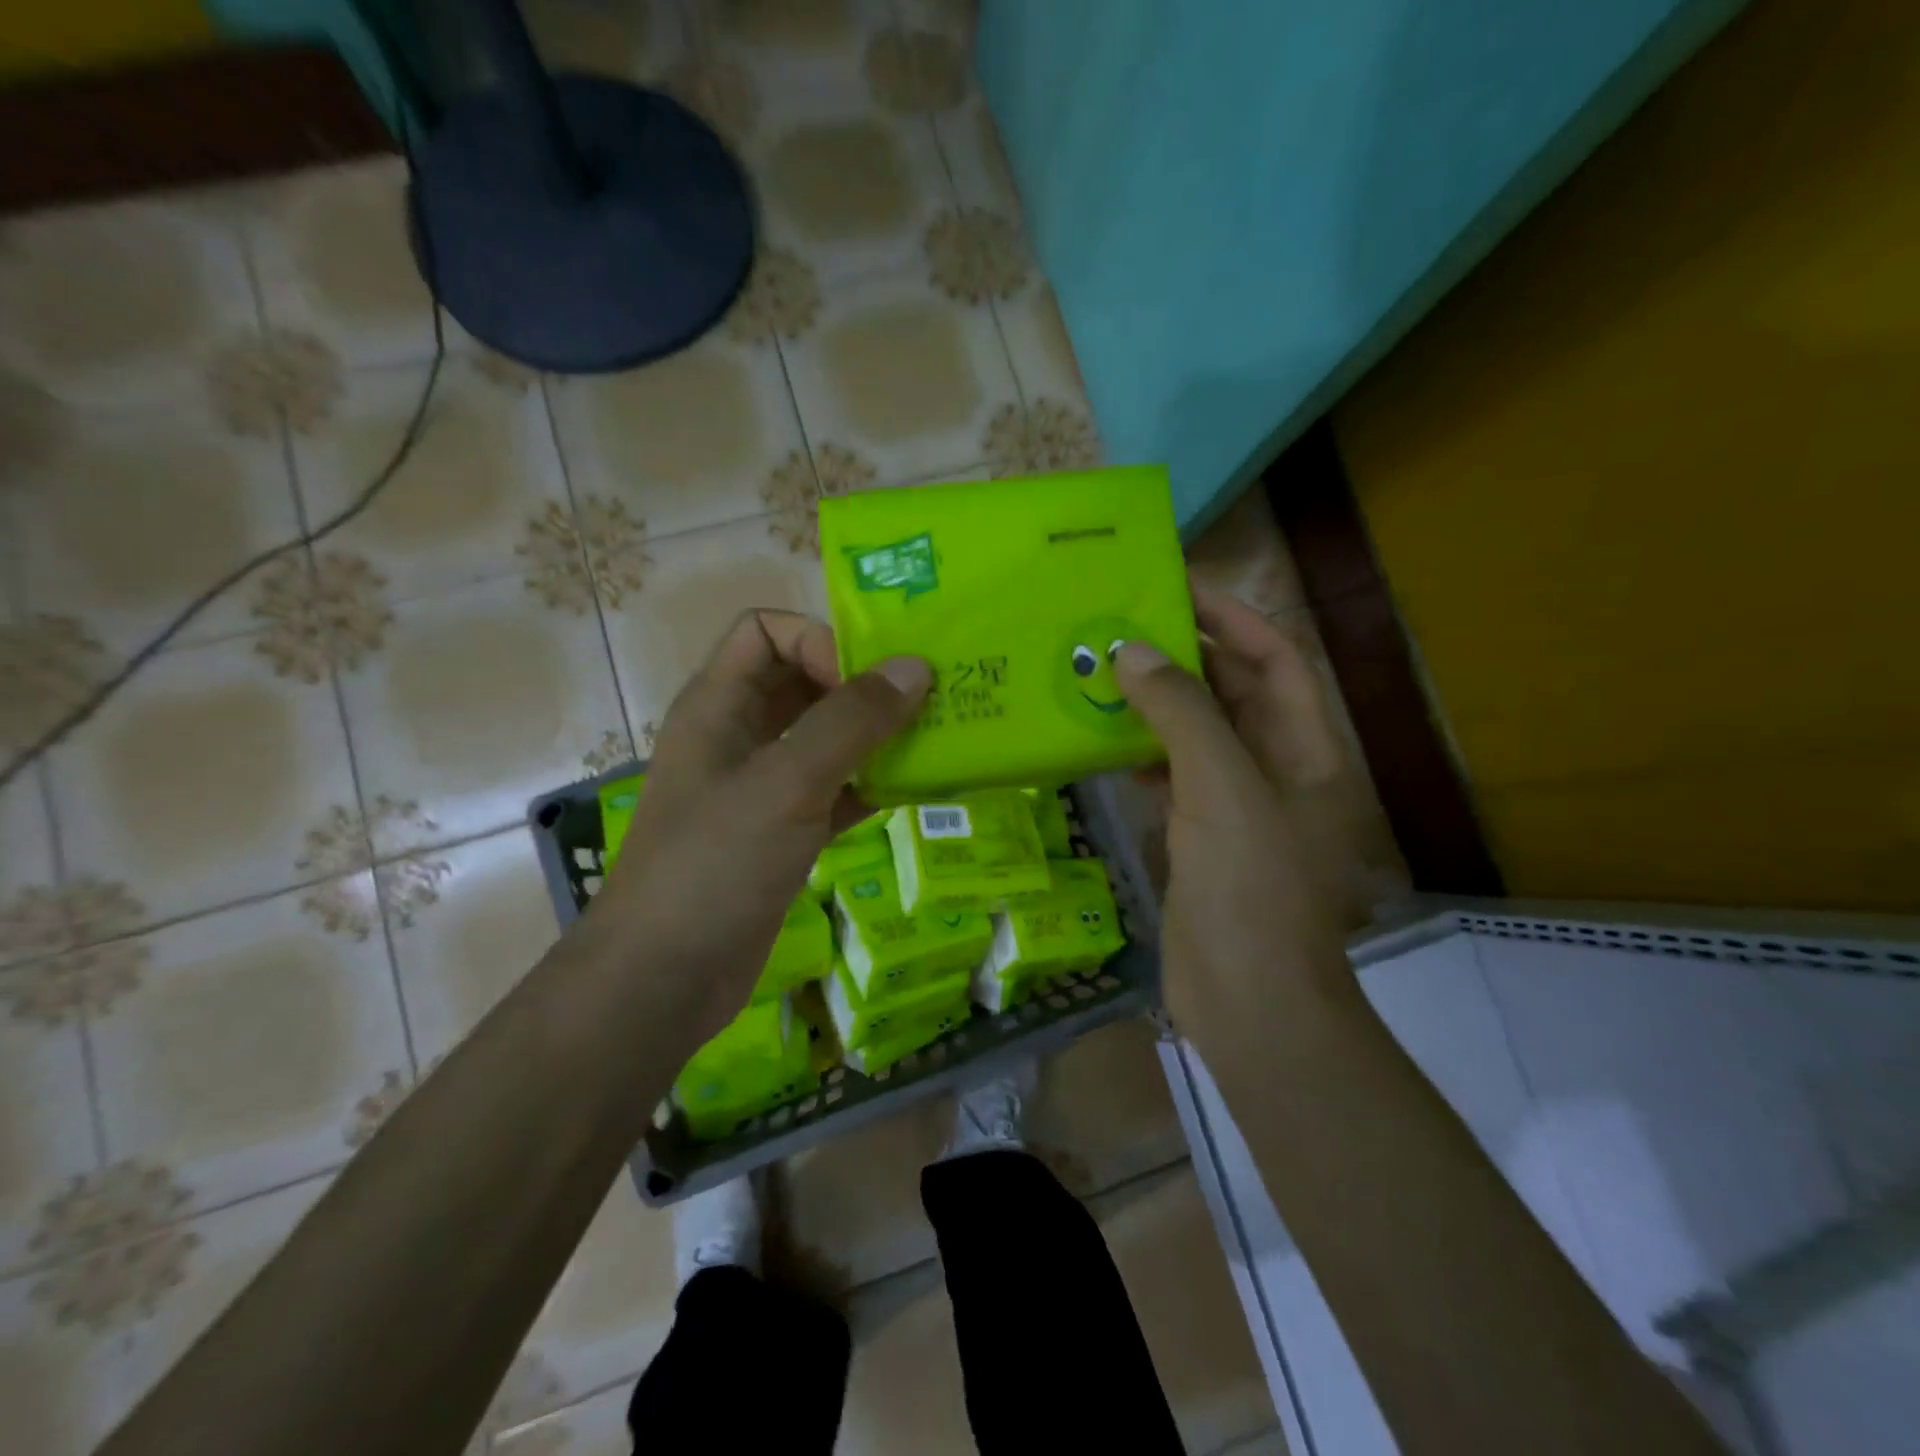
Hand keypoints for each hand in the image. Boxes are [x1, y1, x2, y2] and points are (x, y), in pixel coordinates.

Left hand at [587, 610, 930, 1041]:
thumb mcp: (785, 783)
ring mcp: (761, 788)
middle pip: (803, 681)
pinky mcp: (782, 833)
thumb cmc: (714, 866)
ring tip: (935, 737)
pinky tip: (915, 791)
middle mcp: (739, 736)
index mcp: (718, 705)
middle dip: (861, 684)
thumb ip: (850, 722)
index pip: (767, 632)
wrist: (664, 980)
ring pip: (824, 738)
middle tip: (926, 699)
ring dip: (874, 735)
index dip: (818, 641)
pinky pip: (834, 790)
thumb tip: (914, 667)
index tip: (867, 682)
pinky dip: (871, 784)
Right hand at [1112, 587, 1379, 1048]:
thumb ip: (1182, 713)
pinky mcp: (1201, 836)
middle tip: (1122, 623)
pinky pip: (1171, 776)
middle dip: (1185, 655)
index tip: (1176, 588)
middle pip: (1233, 692)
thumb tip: (1132, 651)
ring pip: (1196, 734)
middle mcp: (1277, 769)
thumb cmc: (1251, 888)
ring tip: (1102, 671)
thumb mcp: (1222, 787)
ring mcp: (1237, 805)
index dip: (1232, 617)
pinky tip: (1101, 740)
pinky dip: (1141, 753)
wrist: (1249, 999)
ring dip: (1156, 703)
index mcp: (1306, 749)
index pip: (1274, 658)